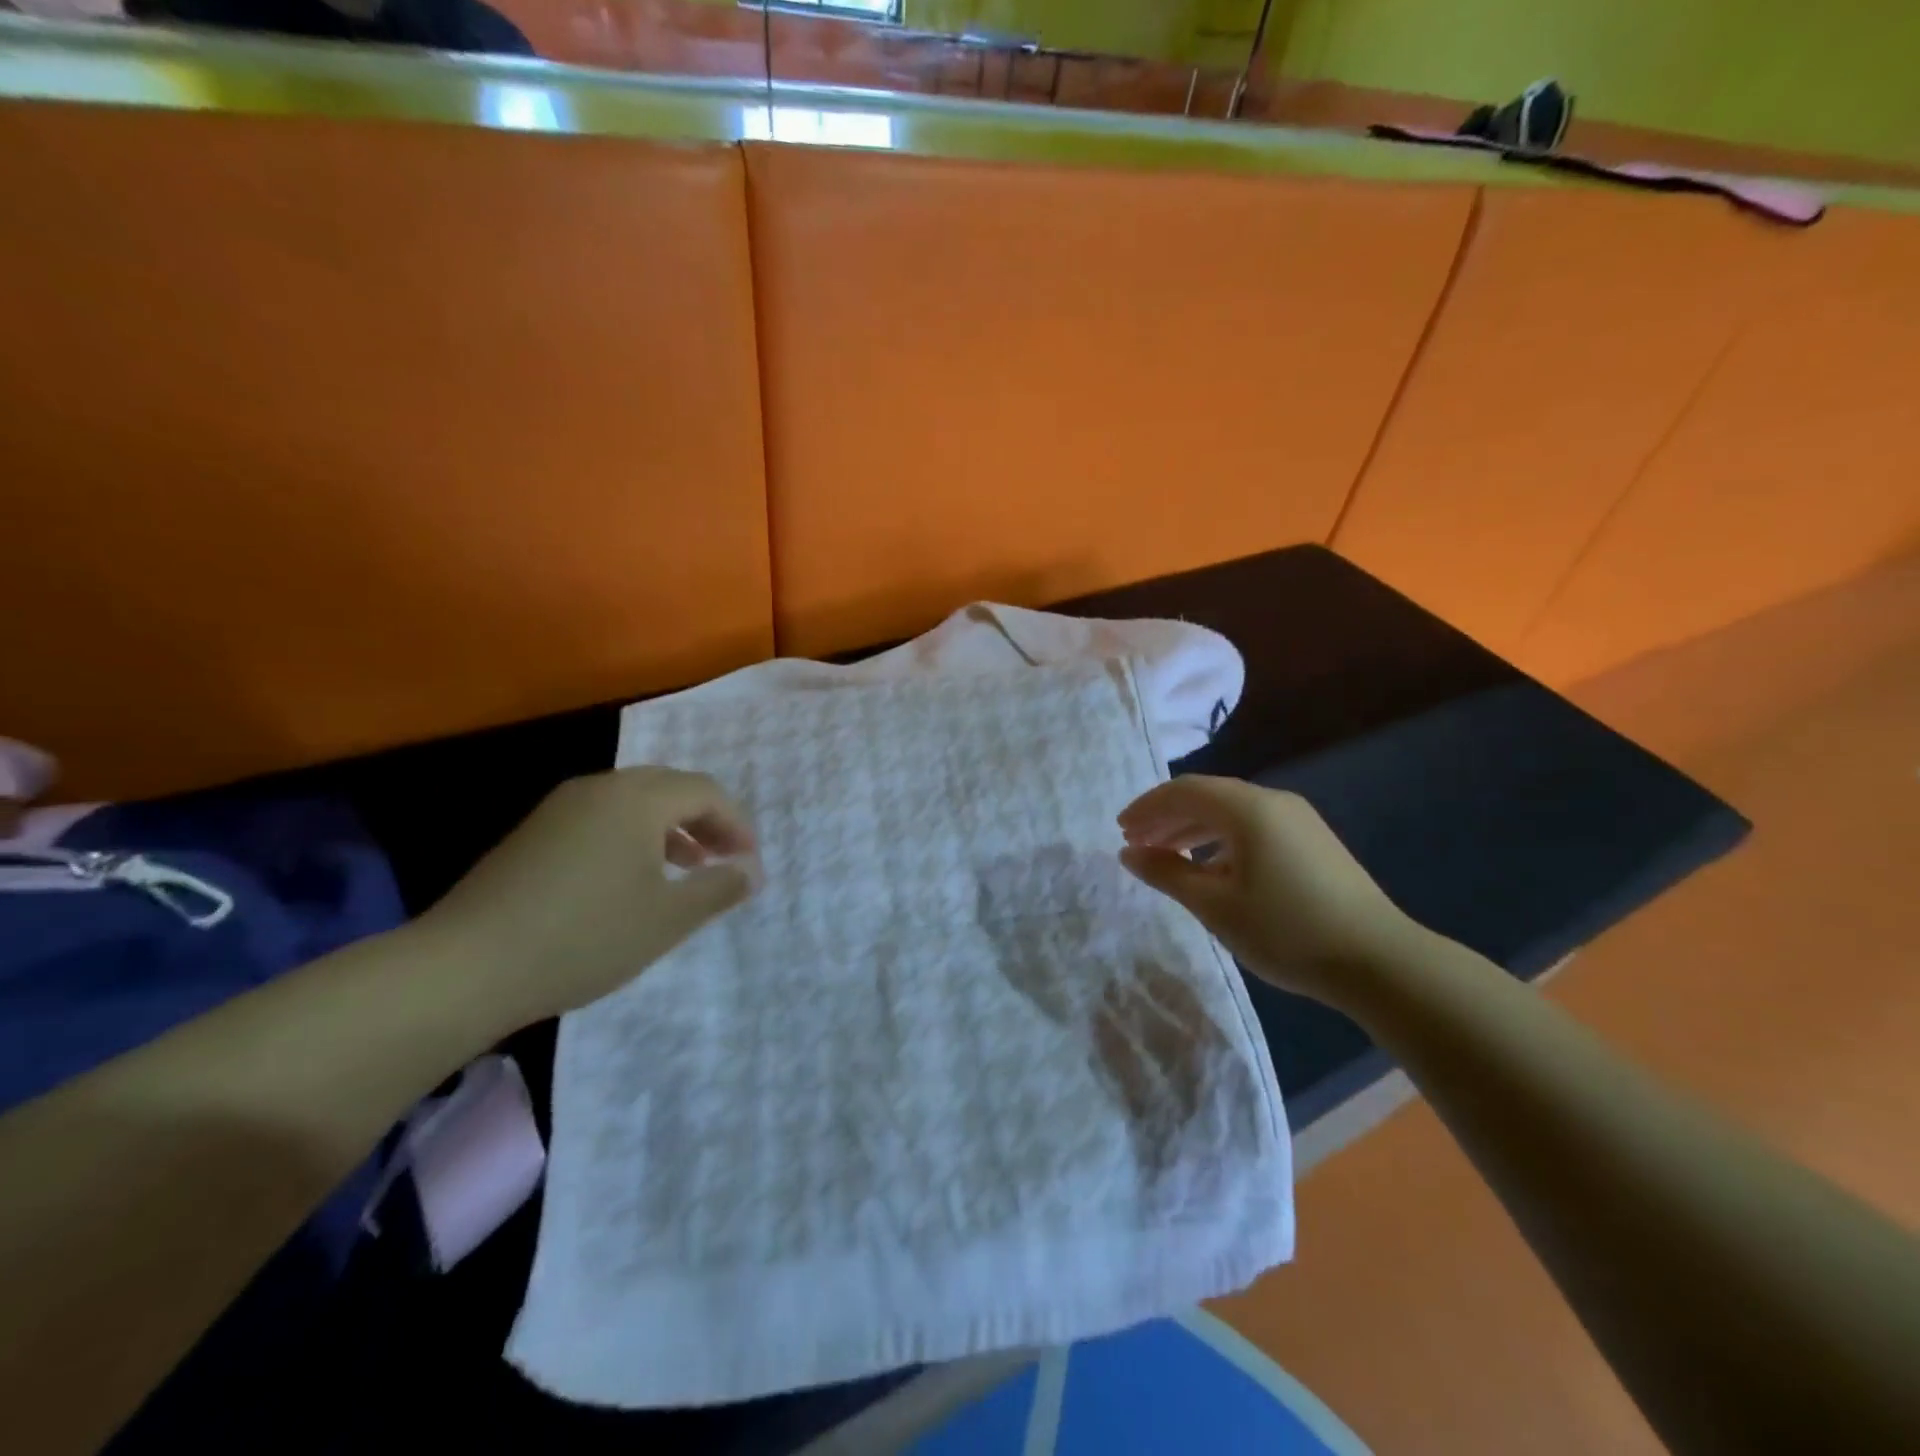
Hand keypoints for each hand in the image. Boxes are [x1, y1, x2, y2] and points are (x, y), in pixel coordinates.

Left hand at [415, 767, 759, 1029]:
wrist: (465, 965)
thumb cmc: (585, 937)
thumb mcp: (667, 919)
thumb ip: (718, 888)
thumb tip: (751, 871)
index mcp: (638, 799)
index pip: (705, 792)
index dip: (736, 823)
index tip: (749, 861)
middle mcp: (601, 788)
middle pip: (670, 787)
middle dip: (705, 819)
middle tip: (722, 858)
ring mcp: (561, 807)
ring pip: (634, 801)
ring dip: (669, 827)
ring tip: (685, 868)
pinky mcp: (535, 832)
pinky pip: (602, 817)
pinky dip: (633, 836)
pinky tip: (630, 878)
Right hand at [1117, 775, 1423, 1009]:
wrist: (1379, 961)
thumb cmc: (1286, 931)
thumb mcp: (1215, 906)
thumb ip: (1167, 874)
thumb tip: (1129, 853)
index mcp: (1247, 809)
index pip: (1183, 791)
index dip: (1147, 807)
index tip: (1120, 830)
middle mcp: (1273, 801)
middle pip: (1207, 796)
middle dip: (1167, 816)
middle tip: (1136, 842)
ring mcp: (1298, 819)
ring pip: (1231, 811)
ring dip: (1193, 828)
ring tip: (1165, 854)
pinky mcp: (1312, 840)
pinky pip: (1253, 826)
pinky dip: (1221, 839)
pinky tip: (1211, 867)